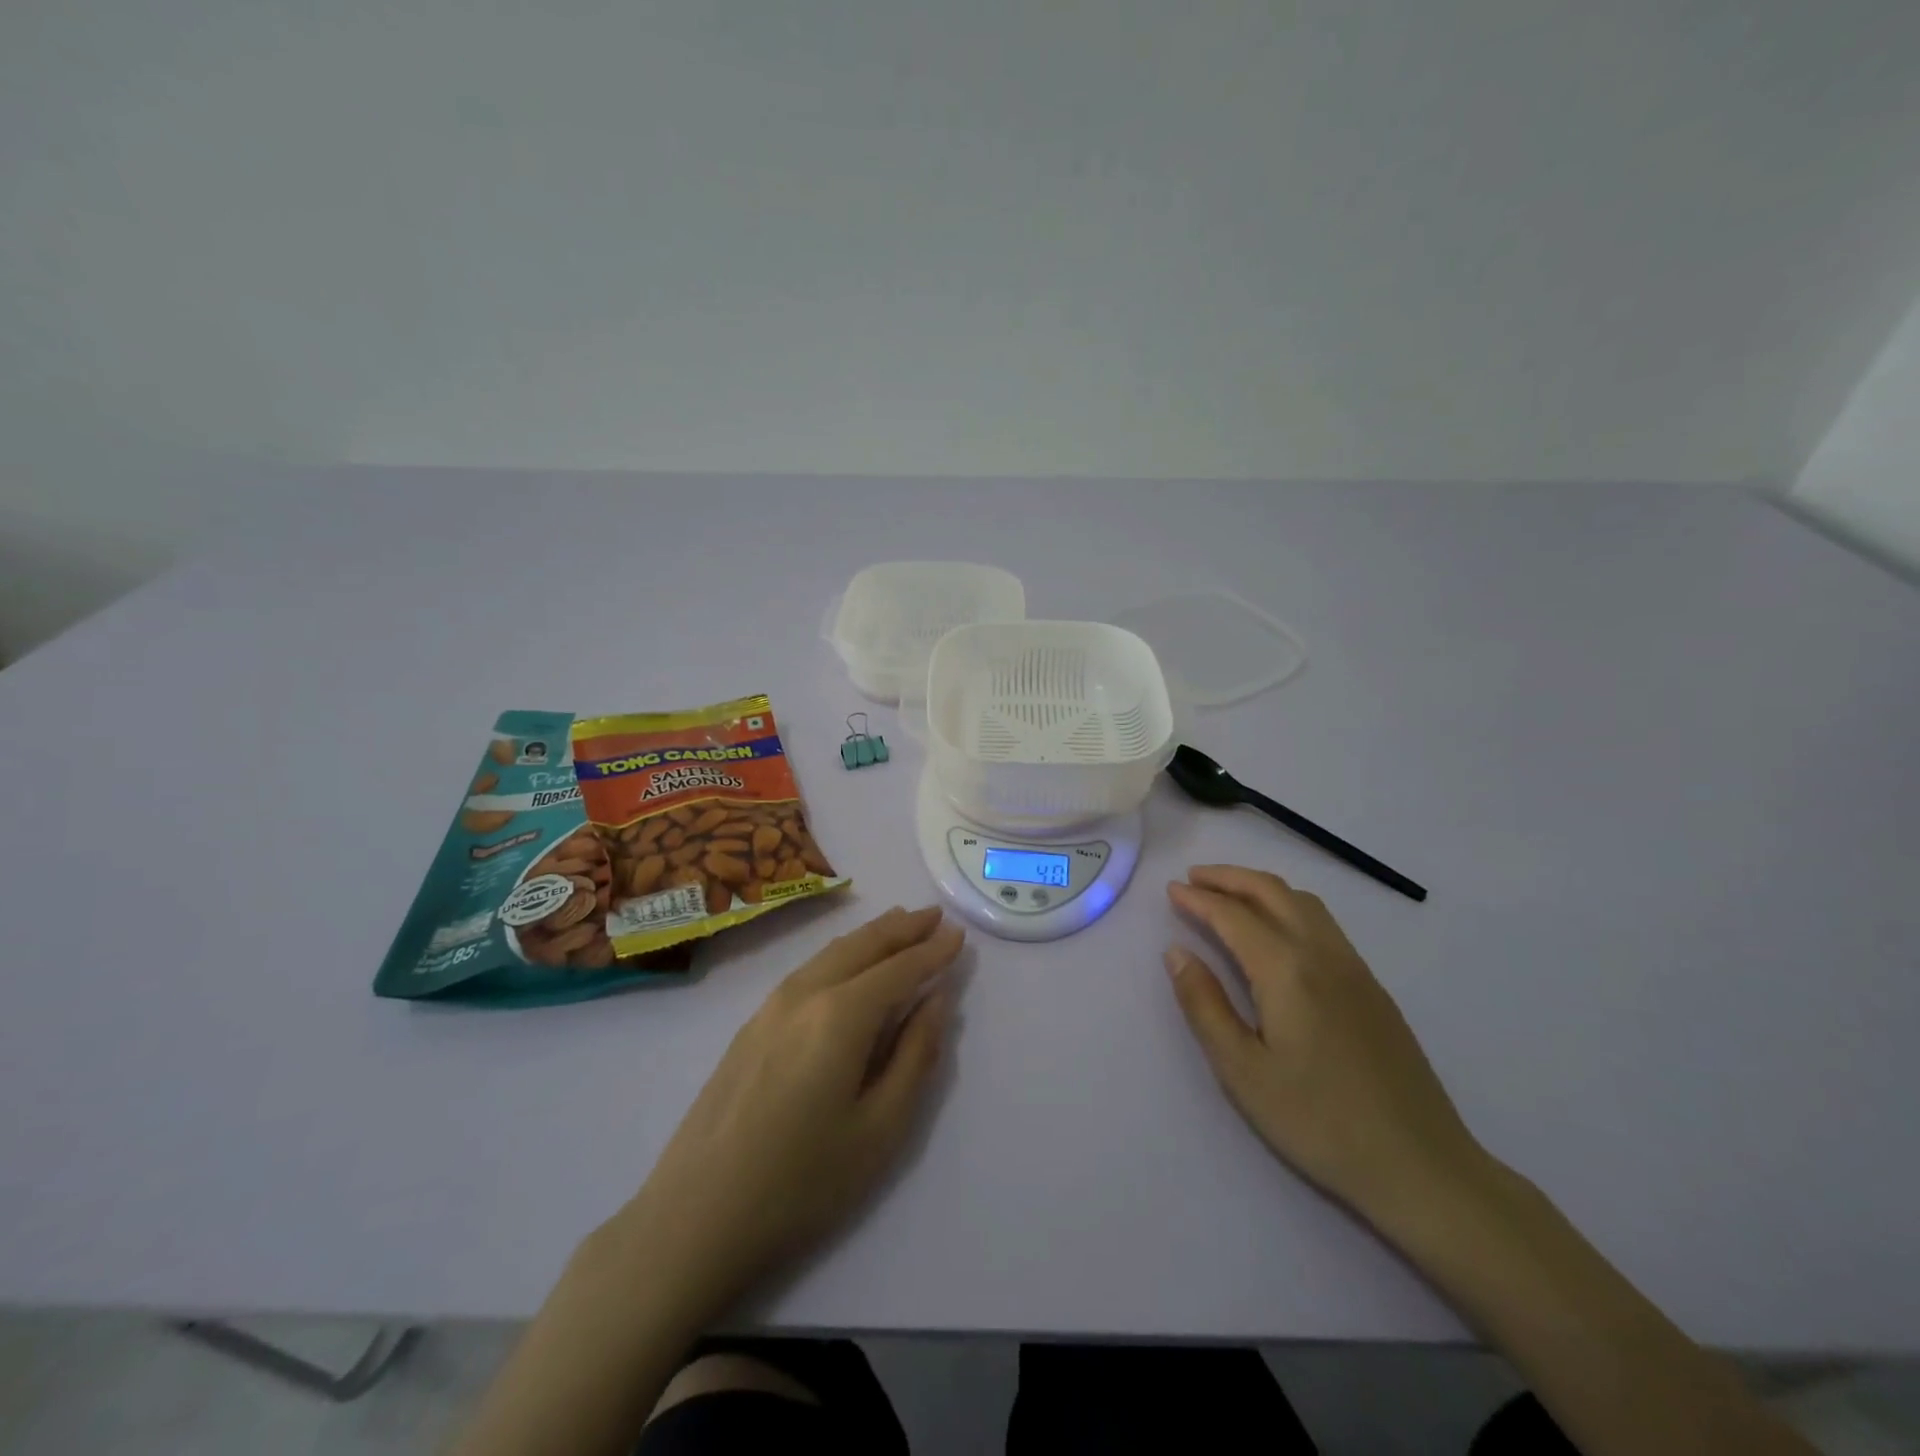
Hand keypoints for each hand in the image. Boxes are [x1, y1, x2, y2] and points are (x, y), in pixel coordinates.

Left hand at [612, 905, 963, 1321]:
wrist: (693, 1219)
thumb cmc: (800, 1183)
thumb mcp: (880, 1130)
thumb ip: (915, 1056)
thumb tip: (936, 1001)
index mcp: (841, 1015)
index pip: (899, 968)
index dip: (932, 951)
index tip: (959, 933)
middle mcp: (805, 994)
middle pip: (862, 946)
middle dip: (902, 928)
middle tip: (934, 915)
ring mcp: (770, 1007)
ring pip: (831, 953)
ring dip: (870, 936)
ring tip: (898, 924)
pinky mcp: (750, 1026)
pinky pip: (808, 970)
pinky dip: (840, 954)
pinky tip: (846, 962)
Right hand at [1165, 865, 1485, 1225]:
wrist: (1421, 1166)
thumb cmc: (1319, 1121)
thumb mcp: (1243, 1071)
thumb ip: (1205, 1005)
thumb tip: (1176, 953)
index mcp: (1287, 971)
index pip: (1234, 915)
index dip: (1198, 899)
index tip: (1170, 890)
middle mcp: (1322, 954)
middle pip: (1272, 892)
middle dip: (1229, 877)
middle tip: (1193, 878)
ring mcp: (1354, 968)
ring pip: (1303, 902)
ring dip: (1260, 887)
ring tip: (1228, 894)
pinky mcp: (1372, 986)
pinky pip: (1323, 923)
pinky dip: (1288, 905)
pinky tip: (1276, 929)